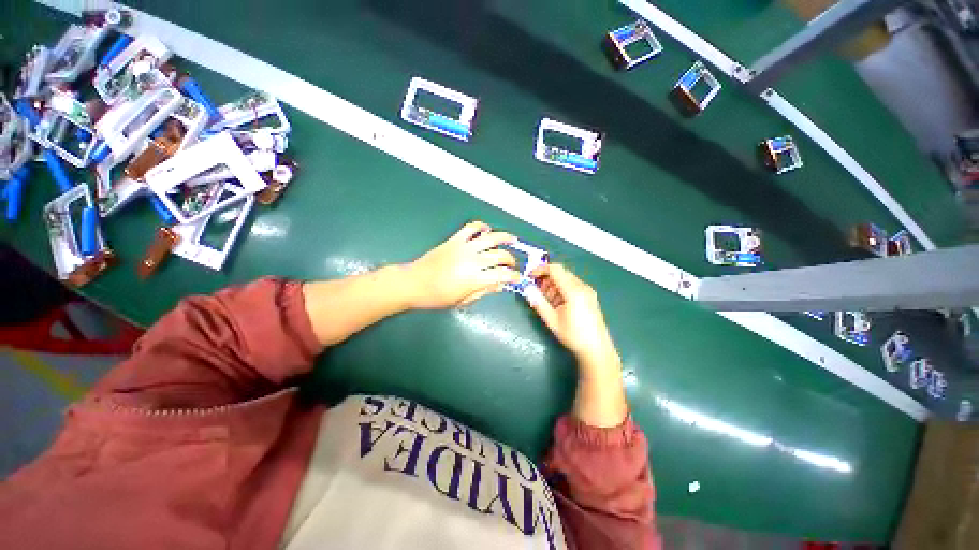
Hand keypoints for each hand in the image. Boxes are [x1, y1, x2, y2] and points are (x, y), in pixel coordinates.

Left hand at [406, 221, 522, 308]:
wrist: (413, 283)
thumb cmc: (437, 297)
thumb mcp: (463, 300)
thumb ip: (483, 291)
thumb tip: (499, 285)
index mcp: (475, 278)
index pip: (503, 274)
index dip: (514, 276)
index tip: (517, 278)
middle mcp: (473, 260)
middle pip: (501, 255)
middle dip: (511, 260)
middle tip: (512, 265)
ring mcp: (464, 247)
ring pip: (491, 238)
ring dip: (505, 238)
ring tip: (513, 239)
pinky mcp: (455, 239)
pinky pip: (471, 228)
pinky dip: (482, 226)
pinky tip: (487, 230)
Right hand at [530, 263, 620, 373]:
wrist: (597, 349)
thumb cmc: (573, 336)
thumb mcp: (552, 320)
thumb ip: (538, 302)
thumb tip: (526, 289)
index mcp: (573, 291)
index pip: (555, 269)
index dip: (540, 269)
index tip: (529, 277)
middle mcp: (582, 286)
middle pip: (561, 272)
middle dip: (546, 278)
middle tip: (536, 291)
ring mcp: (588, 290)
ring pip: (566, 278)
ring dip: (553, 284)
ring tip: (547, 300)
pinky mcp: (590, 296)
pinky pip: (572, 285)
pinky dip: (562, 289)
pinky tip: (558, 303)